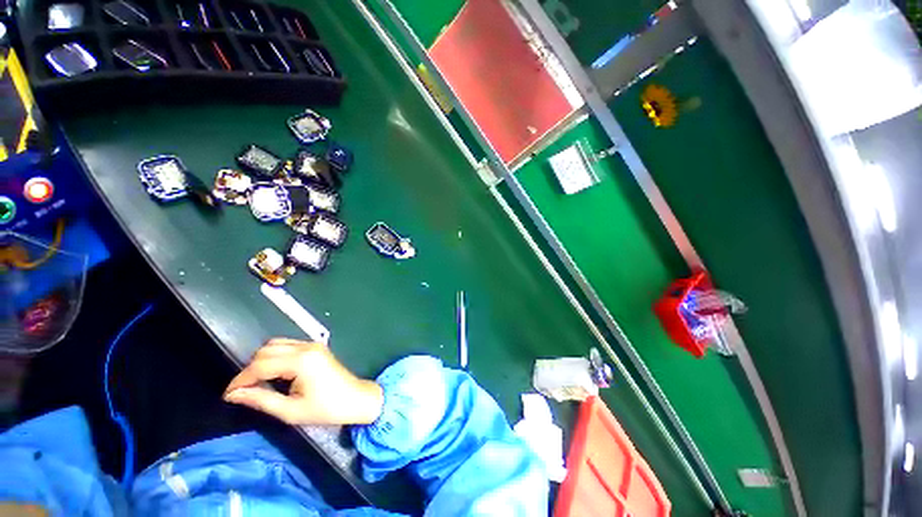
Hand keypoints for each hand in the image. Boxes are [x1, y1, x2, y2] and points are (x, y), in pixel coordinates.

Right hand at [224, 339, 383, 425]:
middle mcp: (306, 347)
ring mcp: (313, 345)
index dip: (240, 379)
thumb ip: (261, 400)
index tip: (227, 395)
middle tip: (242, 391)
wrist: (356, 399)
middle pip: (266, 350)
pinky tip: (273, 373)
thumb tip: (234, 394)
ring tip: (256, 383)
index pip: (260, 364)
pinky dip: (275, 357)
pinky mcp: (316, 347)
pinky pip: (288, 346)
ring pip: (276, 345)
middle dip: (250, 369)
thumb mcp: (291, 411)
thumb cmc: (326, 409)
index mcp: (301, 361)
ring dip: (261, 361)